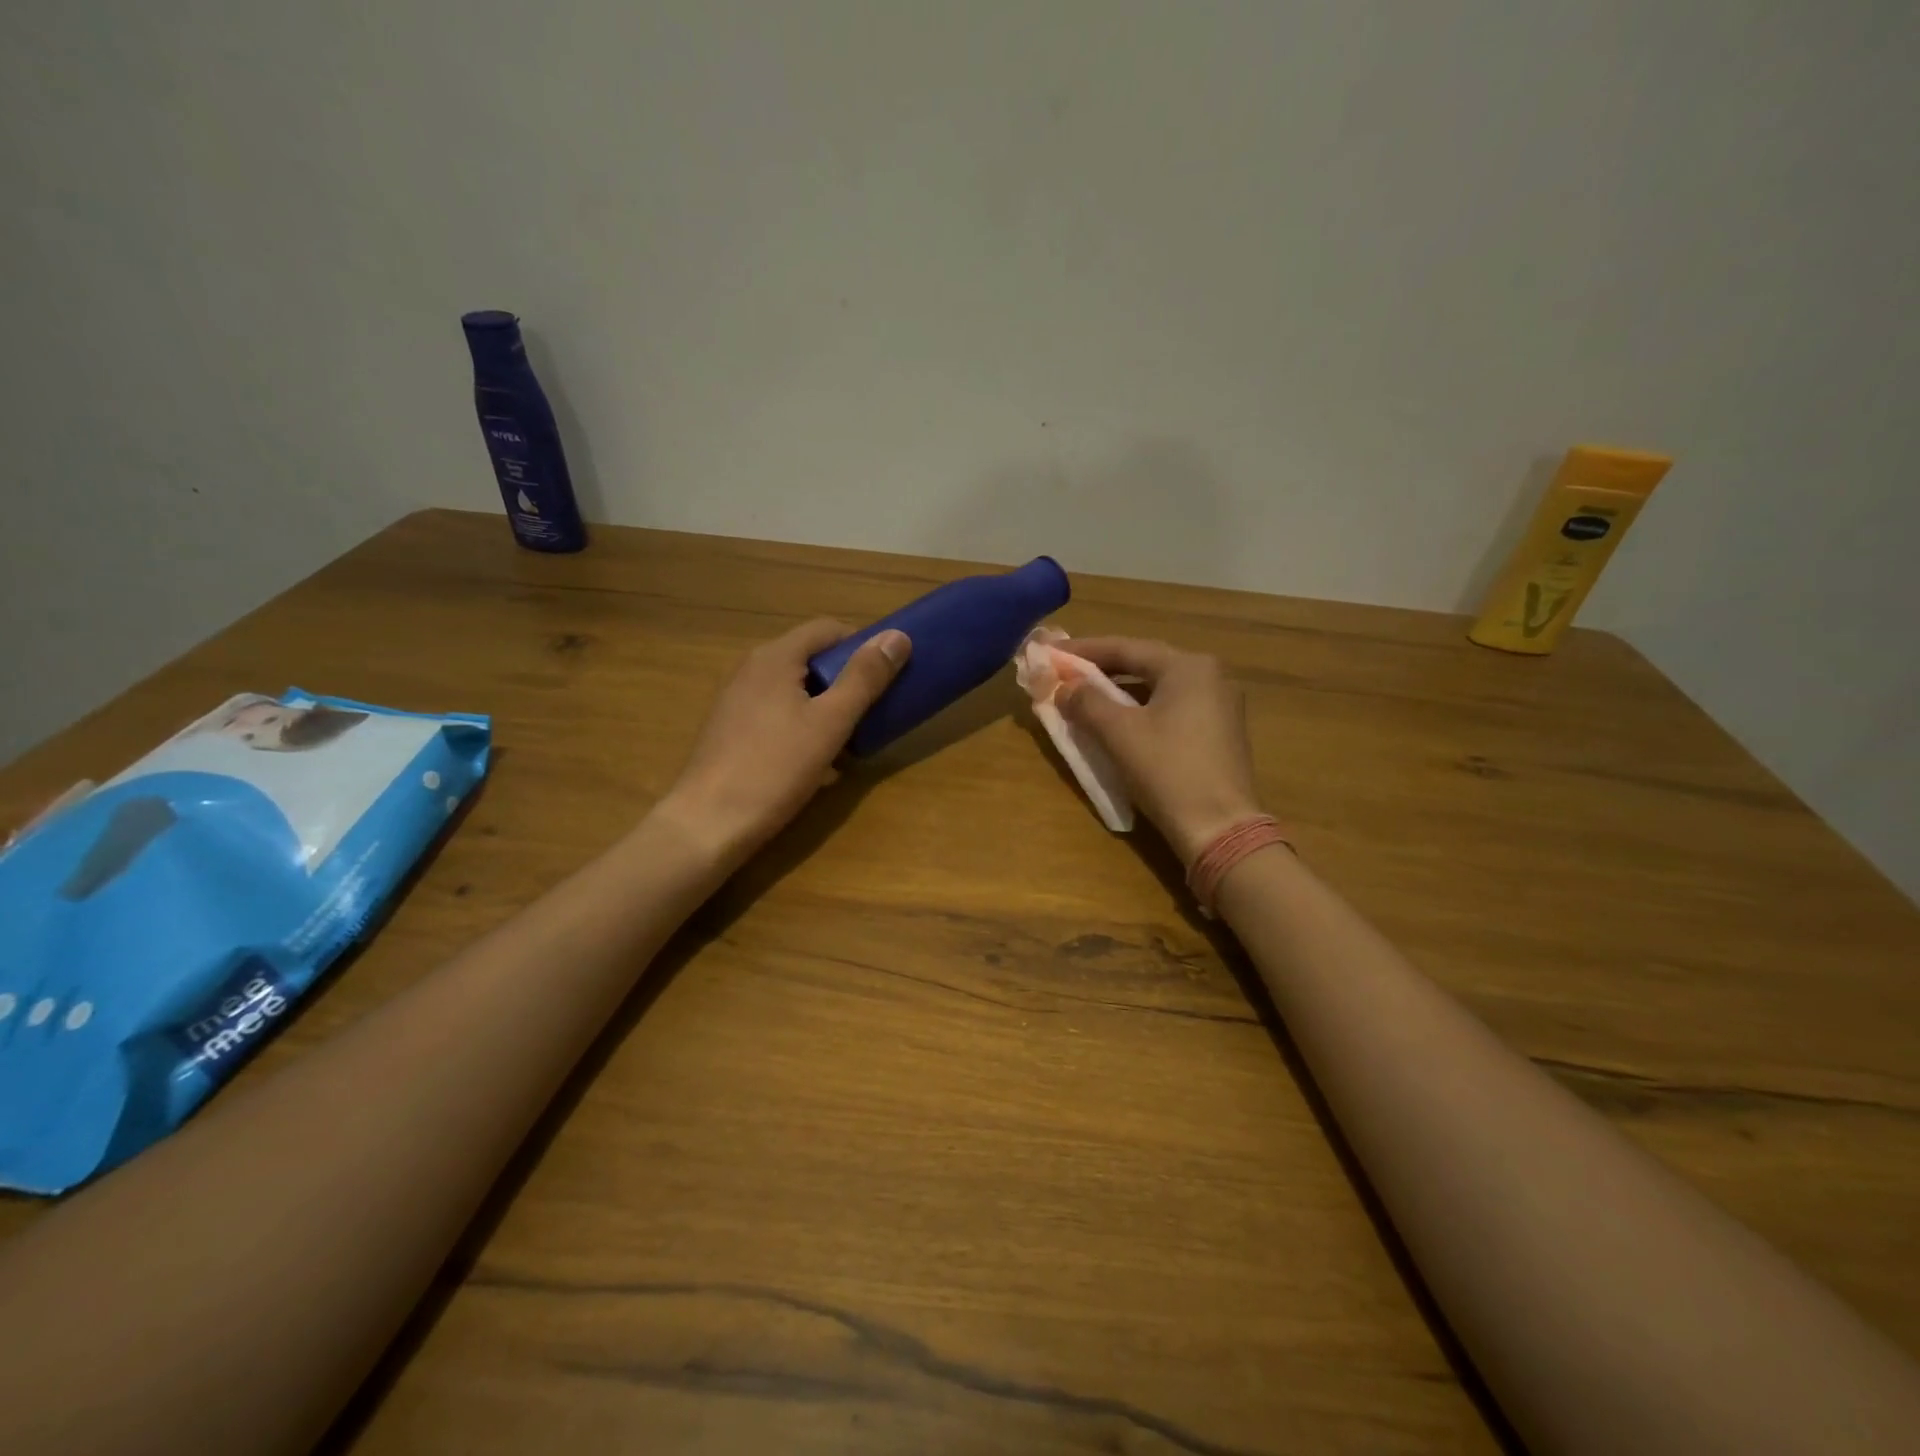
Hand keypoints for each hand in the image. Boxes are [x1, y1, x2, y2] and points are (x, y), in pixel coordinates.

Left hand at [657, 619, 909, 864]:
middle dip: (847, 682)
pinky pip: (778, 717)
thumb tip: (898, 636)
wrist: (708, 824)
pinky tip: (818, 765)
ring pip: (796, 692)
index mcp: (775, 657)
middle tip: (874, 711)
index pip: (828, 629)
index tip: (888, 673)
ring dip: (827, 710)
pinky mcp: (731, 731)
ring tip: (851, 743)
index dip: (863, 644)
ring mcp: (737, 701)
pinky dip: (804, 729)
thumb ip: (864, 678)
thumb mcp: (830, 723)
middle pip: (811, 660)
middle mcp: (751, 670)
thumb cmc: (775, 768)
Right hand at [1057, 638, 1263, 864]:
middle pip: (1144, 664)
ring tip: (1085, 697)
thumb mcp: (1119, 733)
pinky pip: (1171, 709)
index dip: (1084, 650)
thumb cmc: (1168, 771)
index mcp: (1189, 667)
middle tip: (1065, 674)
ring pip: (1157, 688)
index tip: (1051, 652)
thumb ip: (1087, 702)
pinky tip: (1118, 722)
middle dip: (1102, 670)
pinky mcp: (1219, 733)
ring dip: (1119, 692)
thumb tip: (1065, 687)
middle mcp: (1210, 677)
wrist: (1220, 828)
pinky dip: (1140, 710)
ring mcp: (1219, 706)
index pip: (1126, 648)